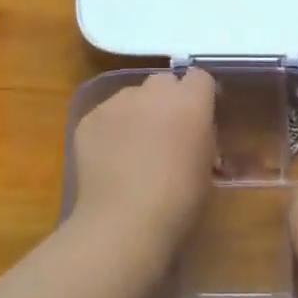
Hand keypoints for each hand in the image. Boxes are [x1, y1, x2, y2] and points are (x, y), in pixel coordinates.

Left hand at [69, 69, 217, 271]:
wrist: (124, 221)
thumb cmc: (178, 200)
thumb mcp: (206, 166)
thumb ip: (202, 135)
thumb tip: (193, 130)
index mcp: (190, 101)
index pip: (199, 77)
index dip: (198, 95)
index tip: (197, 116)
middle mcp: (153, 91)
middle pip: (164, 81)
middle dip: (167, 99)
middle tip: (165, 131)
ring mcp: (117, 101)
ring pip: (132, 95)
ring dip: (137, 112)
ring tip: (132, 147)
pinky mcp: (90, 117)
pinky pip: (106, 115)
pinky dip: (110, 129)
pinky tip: (109, 159)